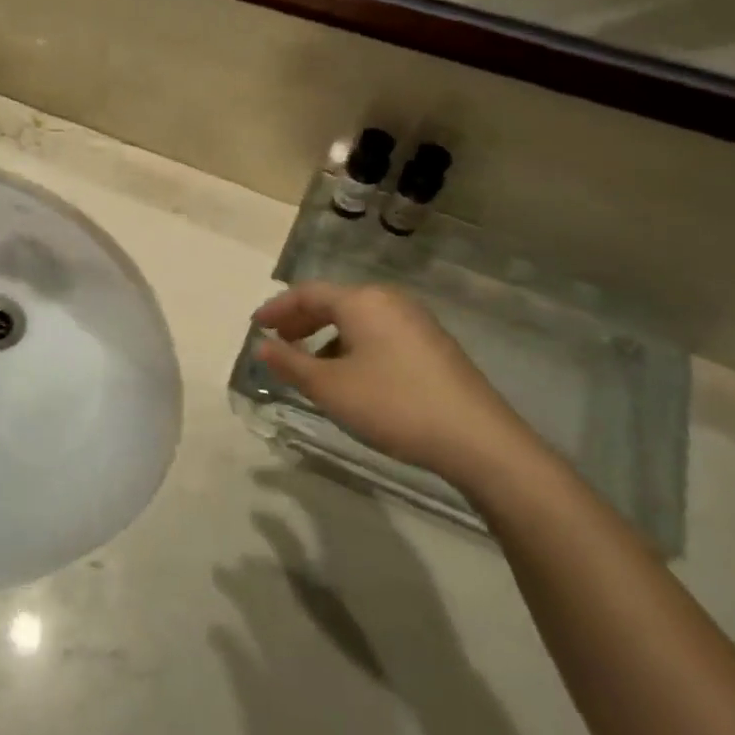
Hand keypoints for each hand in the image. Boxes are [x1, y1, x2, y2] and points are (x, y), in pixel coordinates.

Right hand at [254, 283, 538, 489]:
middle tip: (277, 341)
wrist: (479, 441)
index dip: (277, 308)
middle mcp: (389, 301)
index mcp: (362, 301)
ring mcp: (416, 322)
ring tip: (309, 363)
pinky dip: (352, 344)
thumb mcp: (330, 388)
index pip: (307, 293)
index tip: (255, 326)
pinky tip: (350, 375)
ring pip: (358, 319)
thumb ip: (290, 363)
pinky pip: (379, 332)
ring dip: (326, 335)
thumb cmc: (393, 405)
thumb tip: (261, 346)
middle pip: (334, 302)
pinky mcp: (433, 345)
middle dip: (301, 320)